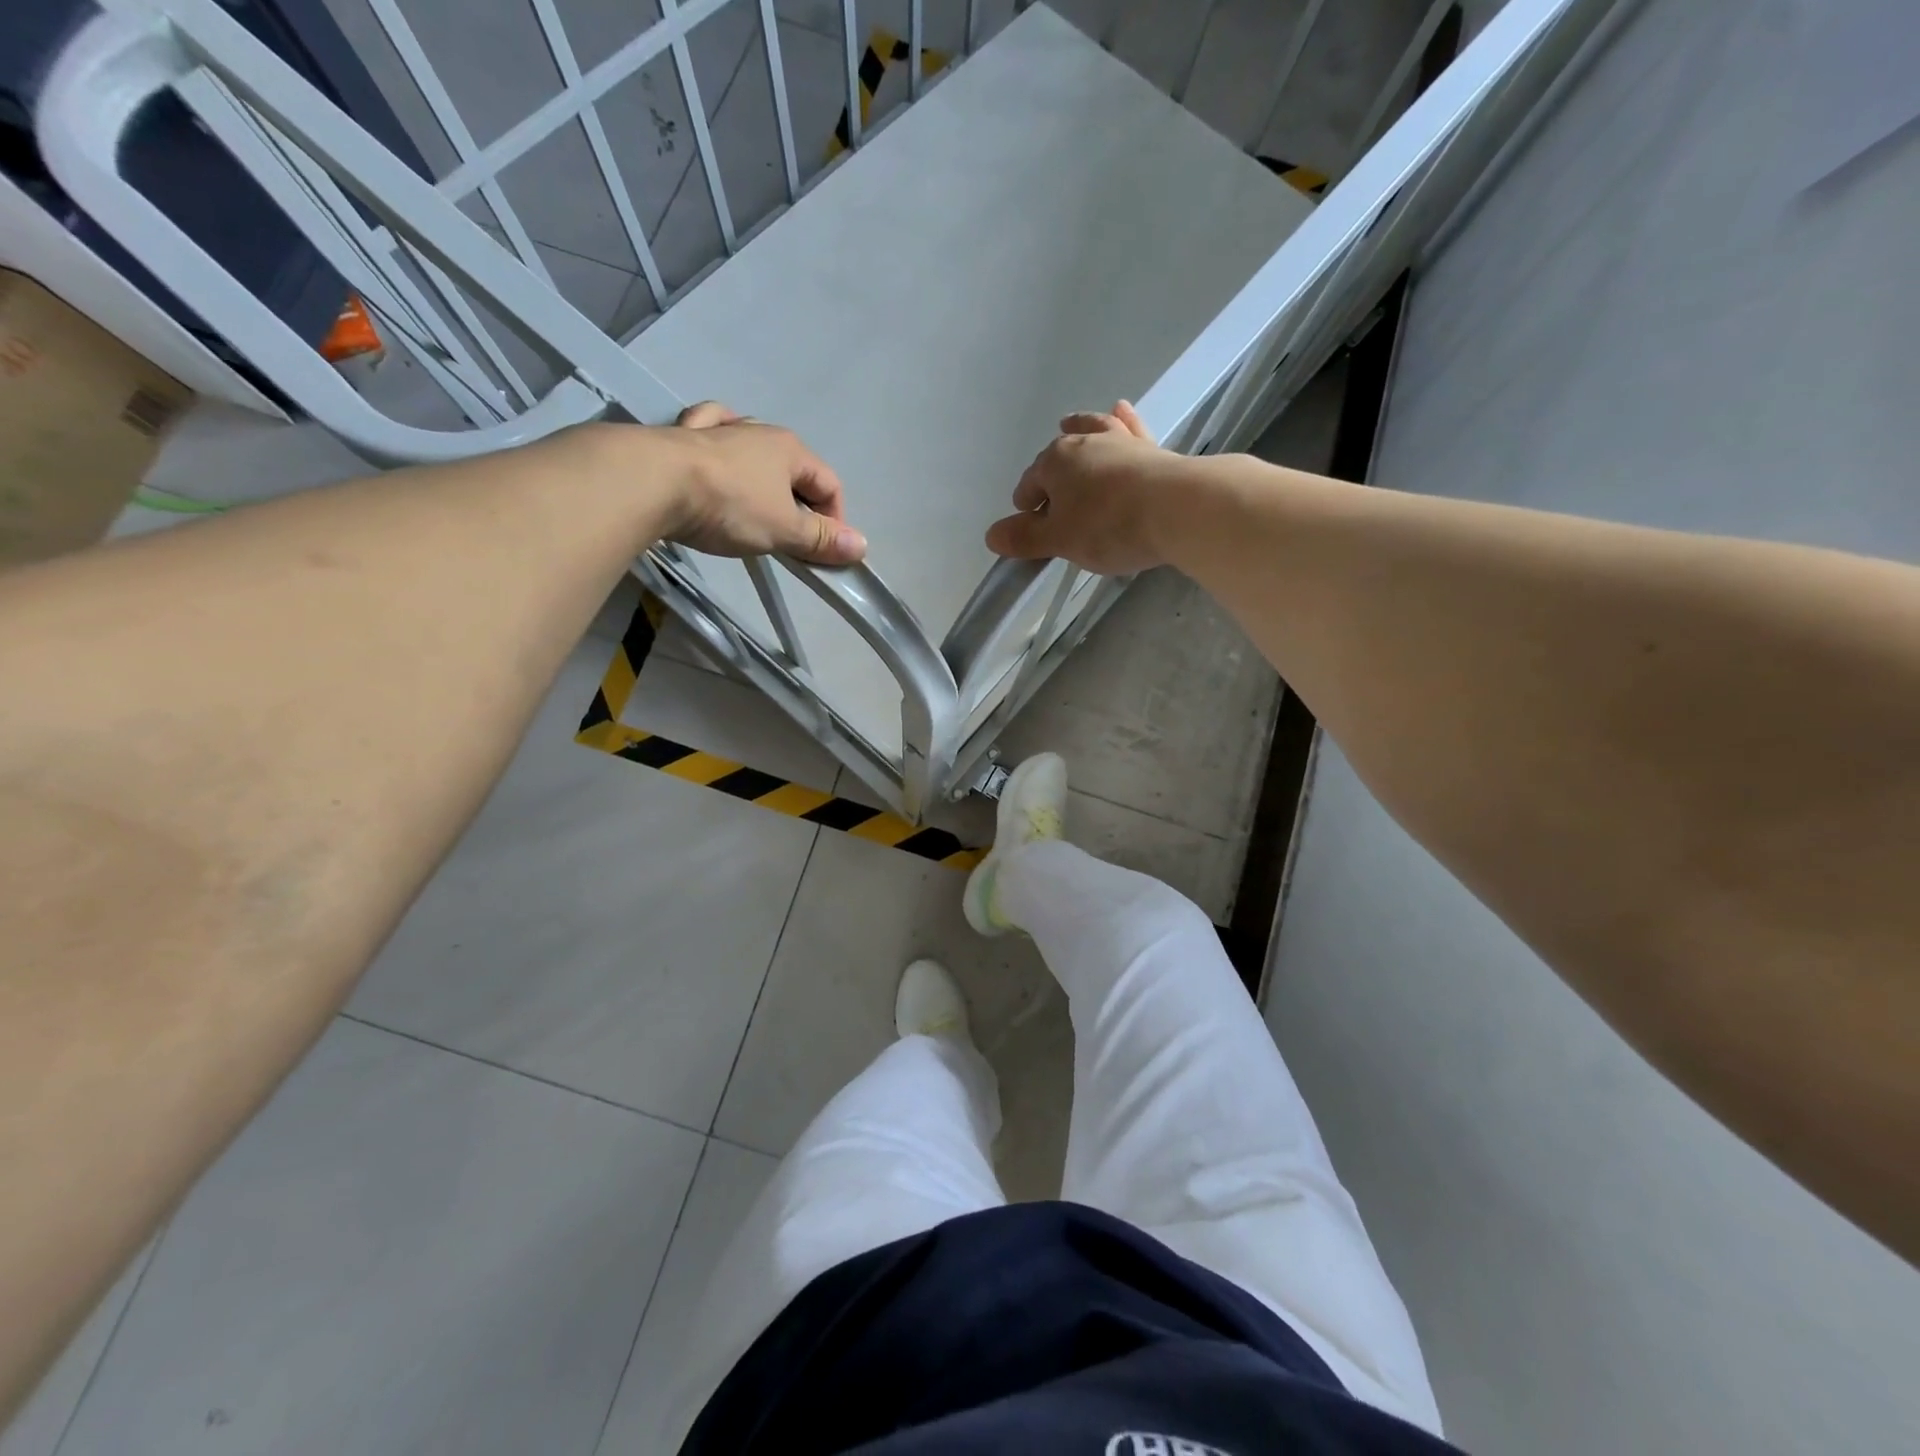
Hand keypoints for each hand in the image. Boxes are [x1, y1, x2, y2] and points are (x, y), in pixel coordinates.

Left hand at [664, 402, 866, 564]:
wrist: (653, 482)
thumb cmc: (730, 505)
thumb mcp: (783, 530)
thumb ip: (821, 539)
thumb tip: (861, 547)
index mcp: (790, 448)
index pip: (829, 484)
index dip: (834, 520)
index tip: (823, 551)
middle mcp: (757, 430)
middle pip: (793, 468)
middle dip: (799, 502)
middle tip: (790, 539)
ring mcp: (718, 428)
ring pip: (752, 447)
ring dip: (762, 474)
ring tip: (758, 502)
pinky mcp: (682, 434)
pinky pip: (710, 432)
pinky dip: (719, 441)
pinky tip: (717, 446)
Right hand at [985, 401, 1175, 574]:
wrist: (1179, 509)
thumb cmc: (1109, 526)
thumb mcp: (1060, 540)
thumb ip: (1026, 538)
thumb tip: (992, 536)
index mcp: (1055, 462)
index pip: (1030, 482)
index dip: (1026, 505)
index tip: (1029, 526)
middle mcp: (1085, 443)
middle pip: (1058, 456)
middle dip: (1050, 473)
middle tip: (1051, 499)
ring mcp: (1121, 442)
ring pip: (1093, 432)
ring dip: (1080, 431)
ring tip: (1070, 426)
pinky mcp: (1152, 449)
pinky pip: (1131, 430)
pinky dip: (1123, 422)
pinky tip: (1122, 411)